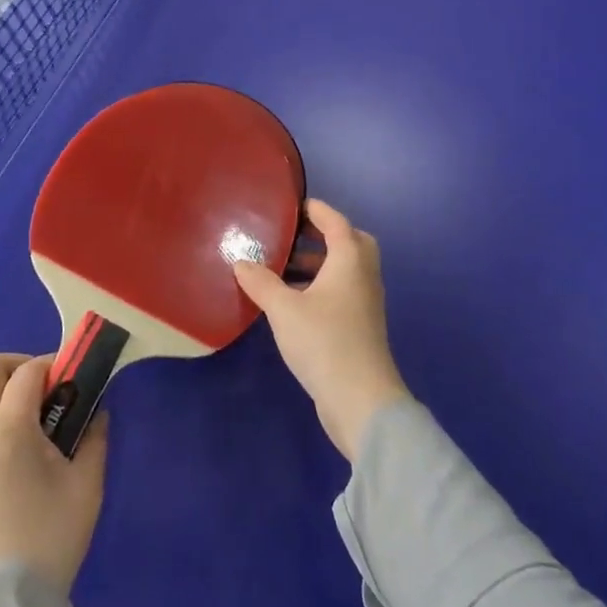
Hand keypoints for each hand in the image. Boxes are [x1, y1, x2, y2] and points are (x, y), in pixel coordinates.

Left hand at [0, 353, 109, 592]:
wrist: (1, 604)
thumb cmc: (49, 538)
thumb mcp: (86, 485)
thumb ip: (94, 437)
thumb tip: (96, 411)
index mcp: (7, 429)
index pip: (27, 372)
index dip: (52, 365)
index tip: (74, 378)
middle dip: (16, 365)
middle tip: (46, 387)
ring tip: (29, 411)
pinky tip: (12, 438)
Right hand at [234, 200, 410, 461]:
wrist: (361, 401)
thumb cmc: (324, 342)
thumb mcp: (284, 309)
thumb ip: (261, 282)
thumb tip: (241, 261)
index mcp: (350, 261)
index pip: (336, 222)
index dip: (317, 210)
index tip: (294, 205)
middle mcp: (363, 277)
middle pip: (351, 243)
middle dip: (325, 235)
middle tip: (294, 236)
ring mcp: (365, 304)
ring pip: (346, 271)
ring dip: (320, 264)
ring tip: (284, 268)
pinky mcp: (361, 328)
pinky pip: (342, 293)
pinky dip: (321, 286)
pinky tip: (294, 302)